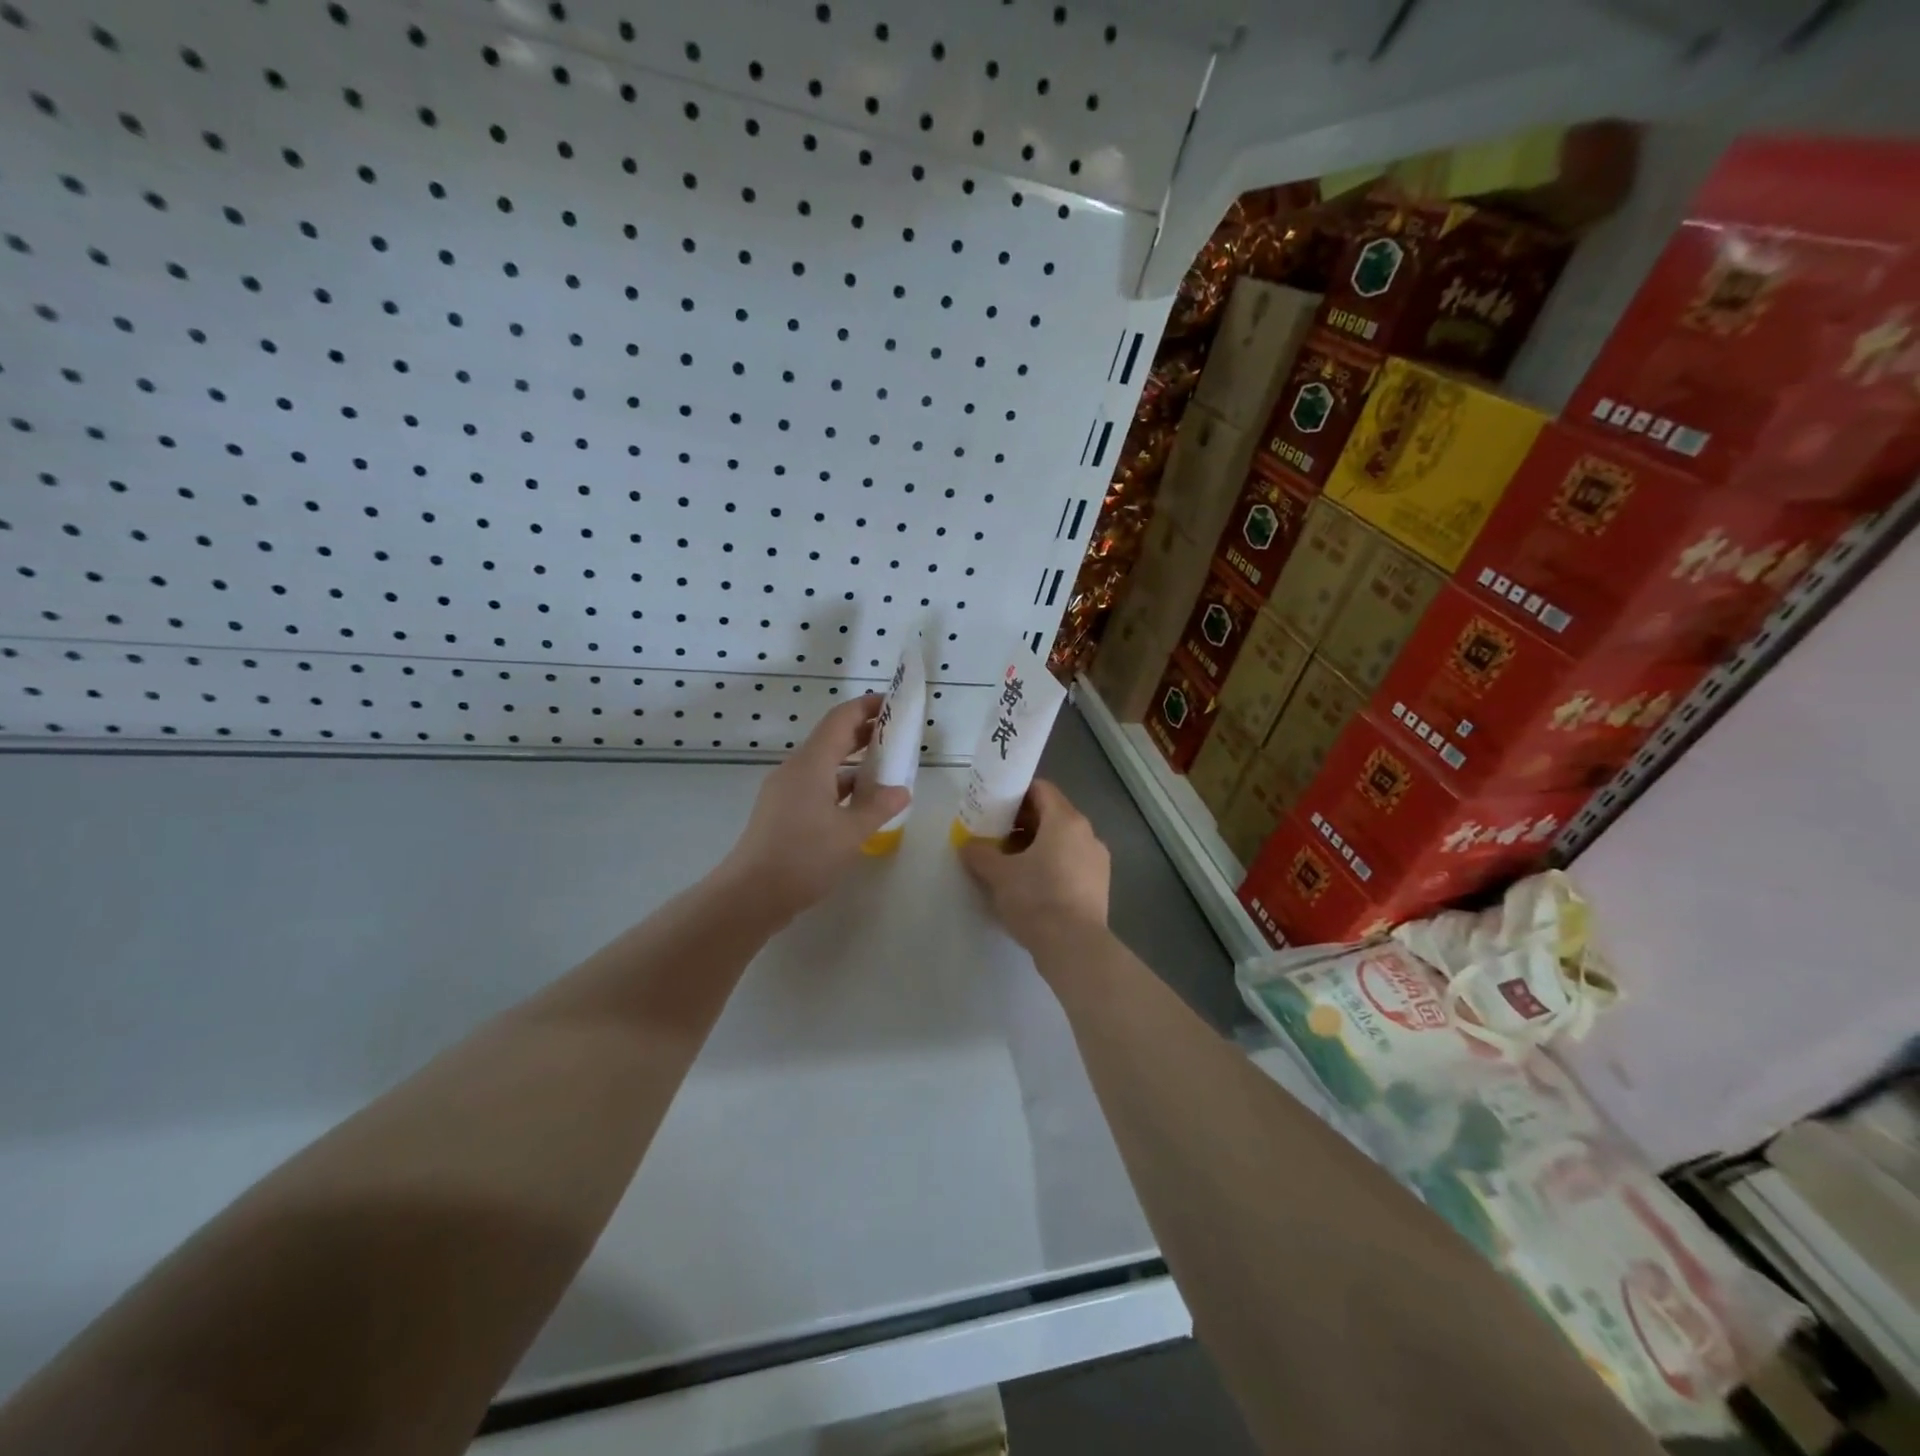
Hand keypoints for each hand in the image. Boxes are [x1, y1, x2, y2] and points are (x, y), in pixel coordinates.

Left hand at [718, 695, 911, 924]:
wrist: (751, 895)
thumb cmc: (803, 857)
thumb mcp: (850, 832)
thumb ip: (879, 807)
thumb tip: (902, 790)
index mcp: (811, 764)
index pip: (841, 719)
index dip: (867, 706)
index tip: (893, 703)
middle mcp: (796, 769)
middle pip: (832, 739)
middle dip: (864, 733)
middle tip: (898, 735)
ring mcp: (786, 791)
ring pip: (825, 765)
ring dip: (855, 762)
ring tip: (887, 770)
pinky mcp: (782, 812)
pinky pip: (817, 786)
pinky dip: (841, 786)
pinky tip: (861, 804)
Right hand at [959, 780, 1110, 953]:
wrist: (1074, 947)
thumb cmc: (1036, 899)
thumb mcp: (999, 874)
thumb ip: (980, 853)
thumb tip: (967, 845)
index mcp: (1066, 820)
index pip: (1041, 789)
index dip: (1016, 793)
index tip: (994, 806)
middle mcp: (1087, 834)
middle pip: (1052, 814)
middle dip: (1022, 822)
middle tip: (995, 836)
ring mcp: (1097, 860)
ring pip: (1062, 841)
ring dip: (1036, 845)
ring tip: (1009, 863)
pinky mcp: (1099, 886)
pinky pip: (1071, 863)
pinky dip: (1051, 864)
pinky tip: (1030, 885)